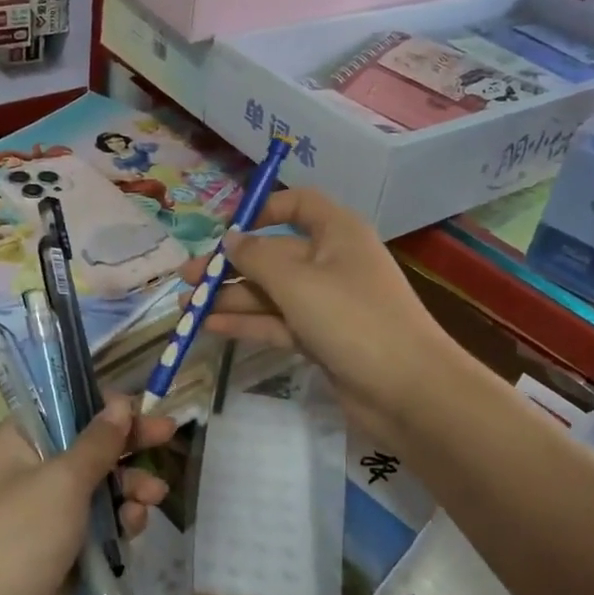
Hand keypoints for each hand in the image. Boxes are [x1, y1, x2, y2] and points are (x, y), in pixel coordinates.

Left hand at [0, 396, 173, 594]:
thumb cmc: (19, 538)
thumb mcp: (62, 479)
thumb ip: (97, 442)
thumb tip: (121, 402)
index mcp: (11, 446)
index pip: (59, 408)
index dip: (100, 405)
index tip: (139, 405)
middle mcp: (24, 476)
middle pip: (84, 447)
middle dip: (126, 444)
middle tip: (168, 433)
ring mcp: (42, 519)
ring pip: (97, 488)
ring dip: (129, 486)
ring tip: (154, 495)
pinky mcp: (61, 556)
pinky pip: (98, 526)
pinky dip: (120, 521)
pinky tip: (137, 525)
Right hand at [182, 187, 470, 455]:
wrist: (408, 390)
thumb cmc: (352, 318)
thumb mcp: (297, 281)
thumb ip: (256, 258)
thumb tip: (230, 239)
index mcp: (337, 232)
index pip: (298, 204)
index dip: (262, 210)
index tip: (226, 230)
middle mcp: (332, 261)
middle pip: (275, 254)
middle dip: (231, 265)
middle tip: (187, 278)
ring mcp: (328, 302)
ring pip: (272, 292)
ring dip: (232, 298)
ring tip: (186, 308)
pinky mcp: (322, 338)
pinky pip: (278, 322)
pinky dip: (248, 323)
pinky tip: (211, 327)